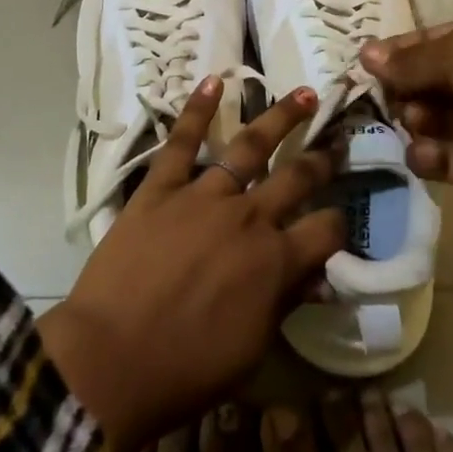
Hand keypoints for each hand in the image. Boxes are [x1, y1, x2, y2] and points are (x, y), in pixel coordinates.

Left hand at [37, 78, 345, 451]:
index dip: (340, 225)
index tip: (341, 221)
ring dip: (280, 117)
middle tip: (337, 140)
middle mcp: (248, 217)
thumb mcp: (252, 349)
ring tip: (304, 94)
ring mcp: (203, 196)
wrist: (111, 361)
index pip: (326, 230)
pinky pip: (182, 142)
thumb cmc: (185, 369)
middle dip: (322, 159)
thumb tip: (316, 278)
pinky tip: (213, 81)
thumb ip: (285, 303)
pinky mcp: (161, 188)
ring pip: (250, 146)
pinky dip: (197, 109)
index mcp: (275, 261)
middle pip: (296, 177)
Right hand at [358, 17, 452, 220]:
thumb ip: (411, 59)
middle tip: (382, 94)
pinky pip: (432, 154)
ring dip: (412, 116)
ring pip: (423, 115)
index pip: (431, 41)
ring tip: (416, 119)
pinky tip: (427, 152)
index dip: (398, 50)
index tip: (364, 62)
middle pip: (423, 79)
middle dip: (400, 85)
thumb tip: (365, 54)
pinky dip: (423, 153)